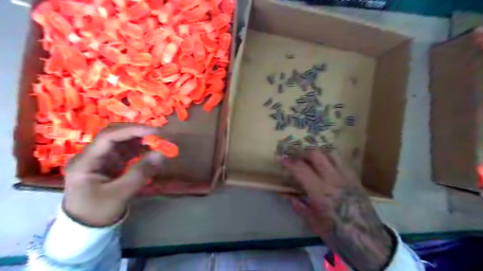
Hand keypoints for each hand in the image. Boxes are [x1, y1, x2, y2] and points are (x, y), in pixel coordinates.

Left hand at [64, 124, 164, 227]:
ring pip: (123, 142)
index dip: (132, 131)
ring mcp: (103, 159)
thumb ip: (140, 173)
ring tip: (159, 143)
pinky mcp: (112, 164)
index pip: (108, 137)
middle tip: (159, 136)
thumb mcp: (119, 194)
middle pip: (116, 135)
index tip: (154, 132)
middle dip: (138, 133)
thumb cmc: (97, 212)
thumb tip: (161, 154)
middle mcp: (93, 155)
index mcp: (86, 161)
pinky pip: (128, 152)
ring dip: (142, 141)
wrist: (86, 227)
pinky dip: (142, 150)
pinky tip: (152, 152)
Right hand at [284, 150, 391, 270]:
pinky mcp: (355, 178)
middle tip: (294, 157)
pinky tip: (325, 165)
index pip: (300, 168)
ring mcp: (346, 176)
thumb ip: (298, 205)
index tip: (280, 159)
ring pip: (330, 153)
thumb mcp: (313, 222)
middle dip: (301, 152)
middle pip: (315, 154)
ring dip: (317, 152)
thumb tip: (285, 195)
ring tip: (309, 158)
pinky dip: (329, 158)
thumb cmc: (337, 235)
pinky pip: (341, 161)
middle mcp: (333, 179)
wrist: (369, 241)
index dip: (288, 162)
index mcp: (320, 192)